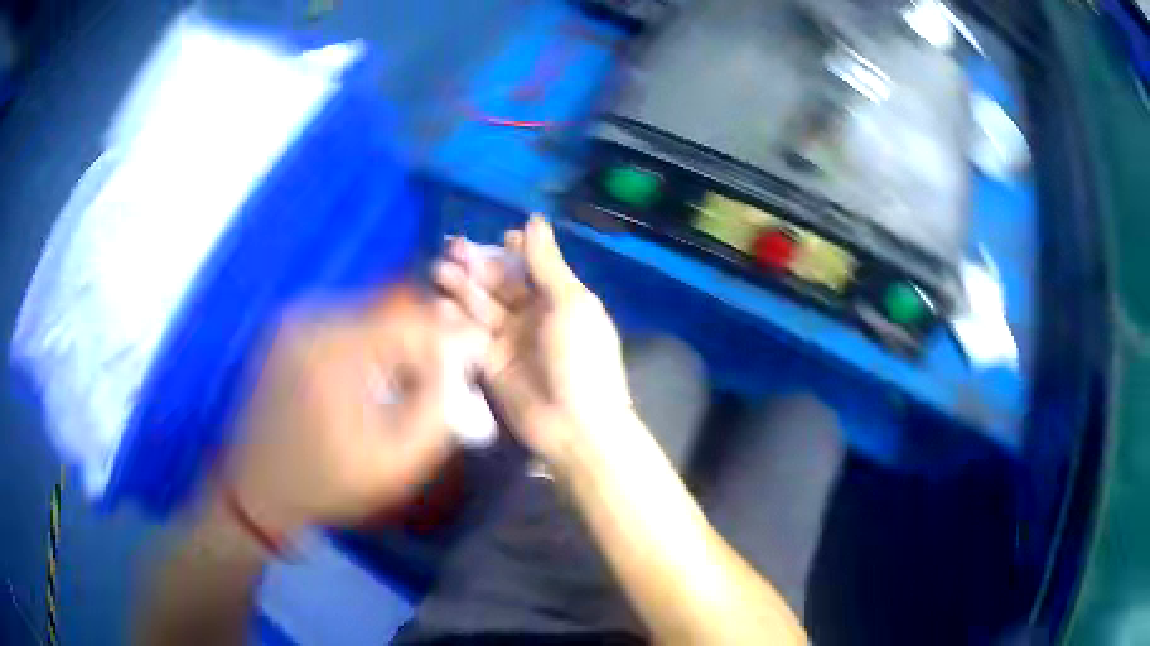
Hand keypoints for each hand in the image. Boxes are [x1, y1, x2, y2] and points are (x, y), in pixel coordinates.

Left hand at [220, 288, 452, 537]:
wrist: (255, 489)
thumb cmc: (325, 483)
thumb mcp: (395, 462)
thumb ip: (437, 406)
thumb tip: (457, 359)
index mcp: (334, 347)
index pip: (412, 317)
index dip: (447, 338)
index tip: (466, 366)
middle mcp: (310, 318)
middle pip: (389, 312)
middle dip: (418, 346)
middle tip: (432, 385)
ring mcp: (292, 321)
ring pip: (366, 318)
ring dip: (391, 348)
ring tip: (396, 389)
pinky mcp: (284, 331)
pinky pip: (340, 326)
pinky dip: (362, 349)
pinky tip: (362, 384)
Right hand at [434, 216, 633, 465]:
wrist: (575, 426)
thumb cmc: (581, 358)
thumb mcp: (571, 303)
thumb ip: (547, 264)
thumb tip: (534, 221)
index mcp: (558, 299)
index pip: (531, 266)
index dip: (512, 250)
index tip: (494, 237)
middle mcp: (532, 316)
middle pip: (499, 284)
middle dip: (477, 266)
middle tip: (451, 248)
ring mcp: (508, 341)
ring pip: (480, 307)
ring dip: (461, 288)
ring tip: (438, 270)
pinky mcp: (488, 365)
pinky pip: (468, 337)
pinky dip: (454, 321)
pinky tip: (438, 305)